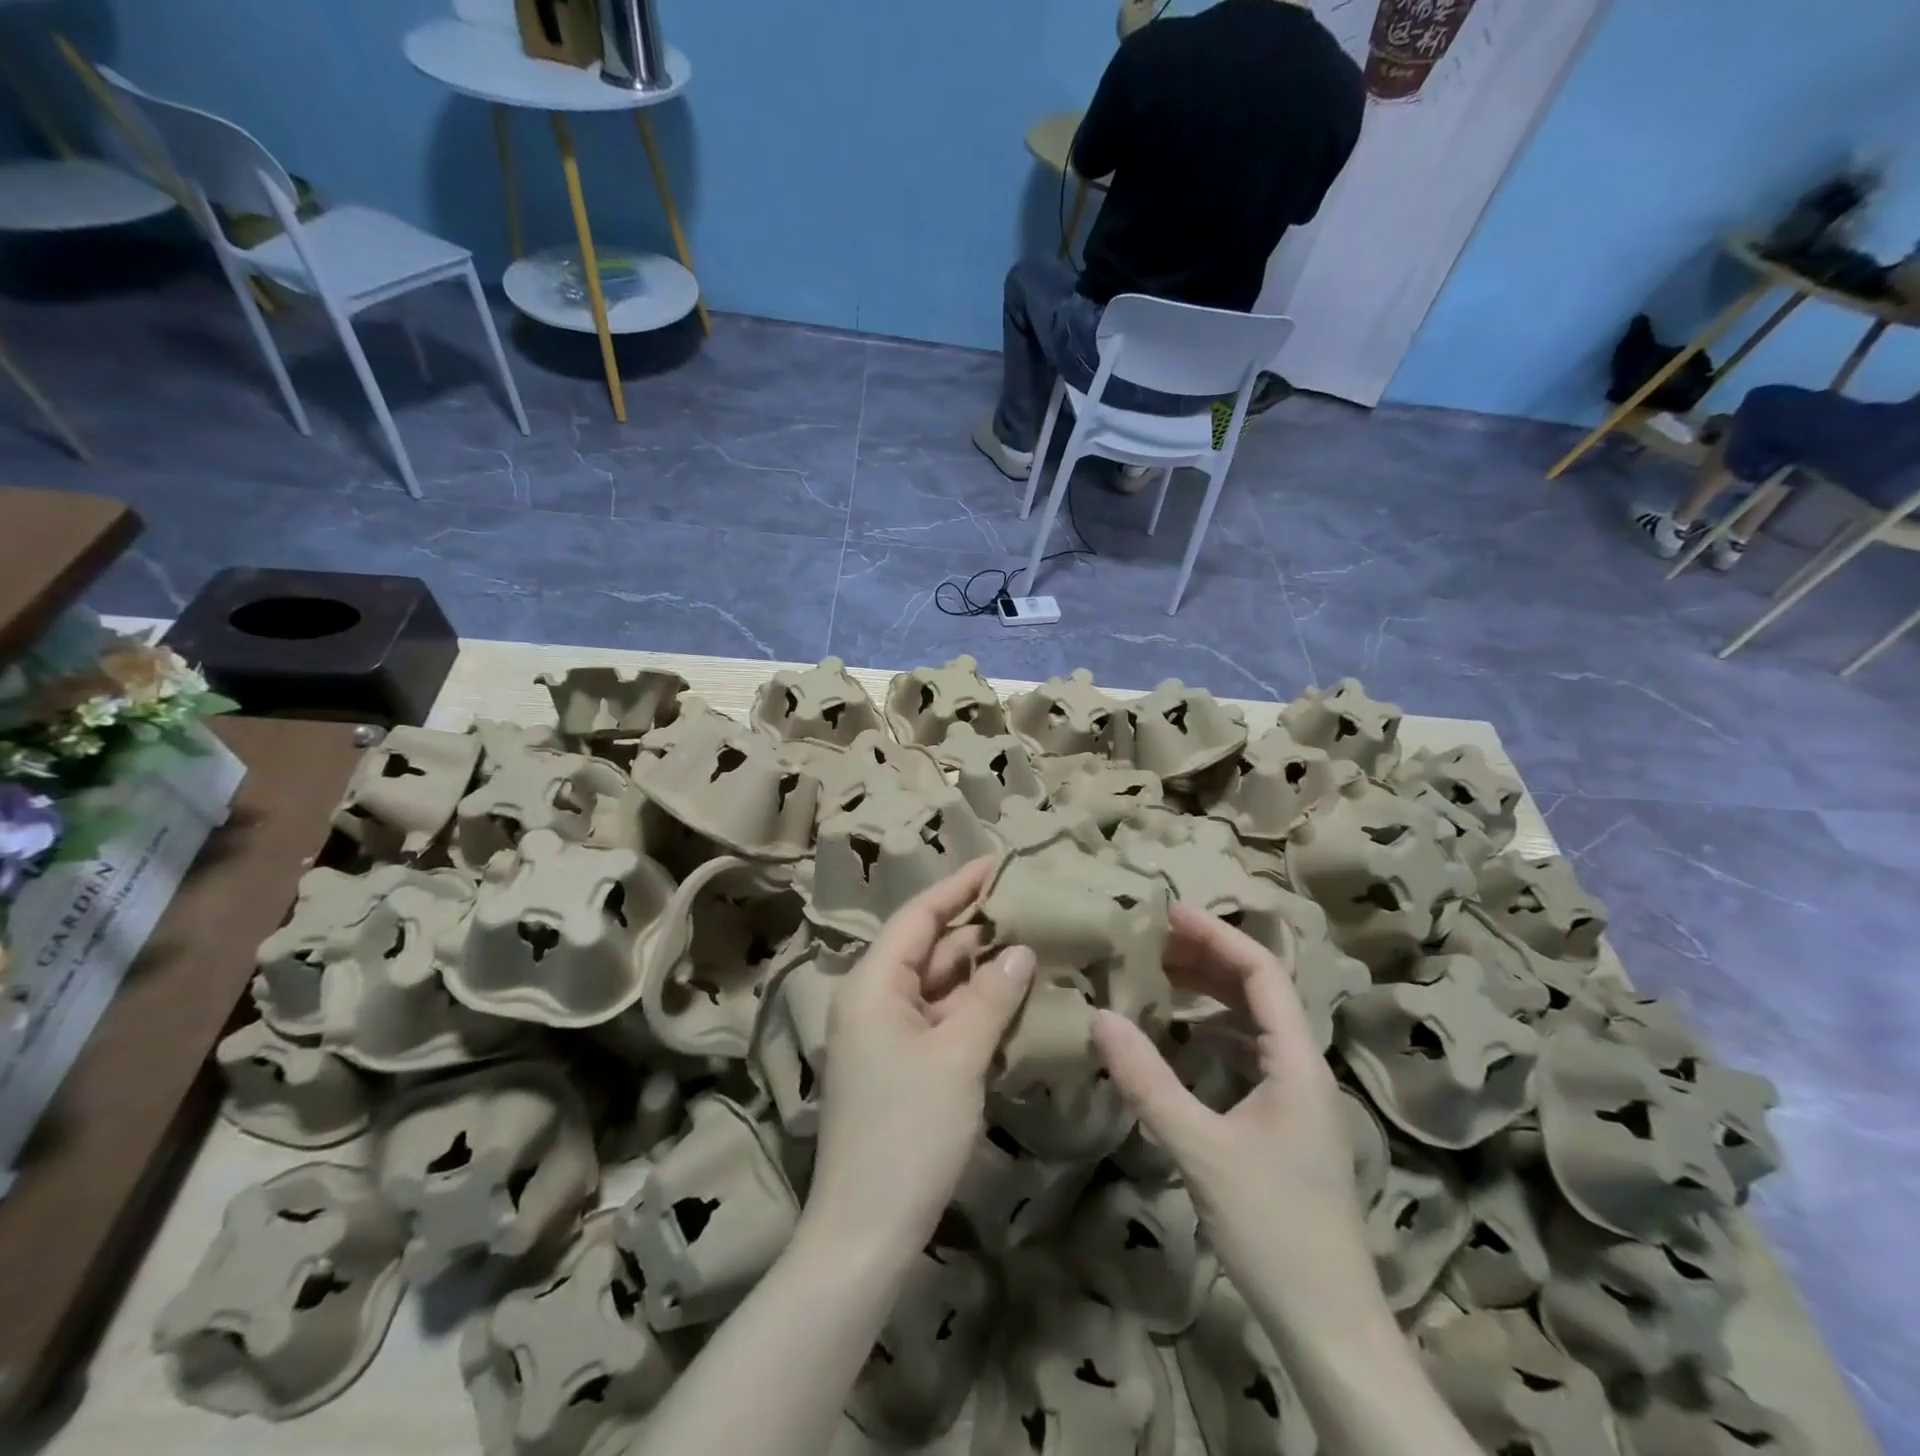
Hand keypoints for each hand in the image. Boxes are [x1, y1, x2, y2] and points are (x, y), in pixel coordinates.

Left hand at [805, 860, 1035, 1262]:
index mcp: (873, 984)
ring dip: (980, 970)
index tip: (999, 861)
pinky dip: (974, 1007)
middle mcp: (874, 999)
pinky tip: (1013, 997)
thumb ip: (991, 997)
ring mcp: (887, 1034)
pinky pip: (941, 1018)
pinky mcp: (902, 1064)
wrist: (866, 1230)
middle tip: (1030, 906)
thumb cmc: (908, 1132)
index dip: (958, 887)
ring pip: (938, 985)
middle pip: (929, 948)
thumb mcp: (957, 1057)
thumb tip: (1020, 951)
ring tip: (1033, 943)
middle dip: (977, 929)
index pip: (919, 917)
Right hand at [1091, 906, 1380, 1335]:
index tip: (1168, 912)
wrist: (1330, 1325)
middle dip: (1208, 956)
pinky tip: (1180, 1035)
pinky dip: (1213, 1030)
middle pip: (1260, 989)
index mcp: (1297, 1062)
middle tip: (1152, 938)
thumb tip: (1100, 1016)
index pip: (1262, 972)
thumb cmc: (1273, 1229)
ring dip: (1210, 991)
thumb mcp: (1200, 1150)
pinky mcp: (1284, 1121)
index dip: (1217, 934)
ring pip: (1254, 1021)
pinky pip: (1248, 1053)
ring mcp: (1297, 1096)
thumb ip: (1148, 1081)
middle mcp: (1304, 1067)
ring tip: (1159, 973)